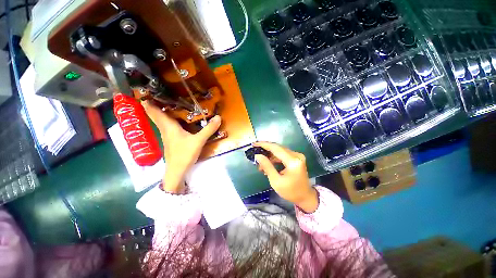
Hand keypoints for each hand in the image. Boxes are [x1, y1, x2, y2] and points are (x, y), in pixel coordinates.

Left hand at [142, 101, 221, 192]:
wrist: (177, 171)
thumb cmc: (185, 154)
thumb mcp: (199, 141)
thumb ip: (209, 129)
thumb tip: (218, 117)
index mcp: (169, 127)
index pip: (155, 112)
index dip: (149, 102)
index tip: (145, 91)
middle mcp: (165, 129)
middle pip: (156, 115)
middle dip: (152, 105)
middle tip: (156, 94)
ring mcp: (167, 136)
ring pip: (160, 121)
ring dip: (159, 112)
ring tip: (164, 103)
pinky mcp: (170, 141)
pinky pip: (166, 127)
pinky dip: (166, 120)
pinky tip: (174, 120)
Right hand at [253, 142, 317, 212]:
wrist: (305, 197)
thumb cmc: (291, 192)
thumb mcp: (276, 181)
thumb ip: (267, 166)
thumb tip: (257, 156)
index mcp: (293, 162)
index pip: (276, 148)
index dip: (264, 145)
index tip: (254, 144)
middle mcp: (297, 155)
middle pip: (278, 148)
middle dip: (266, 150)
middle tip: (255, 152)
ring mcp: (297, 156)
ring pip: (280, 151)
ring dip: (270, 156)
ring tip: (261, 164)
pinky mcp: (296, 158)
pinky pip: (283, 154)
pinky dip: (275, 158)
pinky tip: (268, 164)